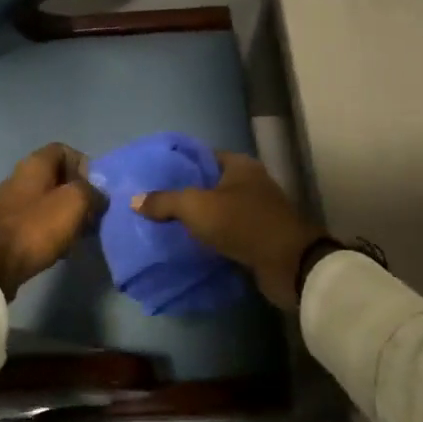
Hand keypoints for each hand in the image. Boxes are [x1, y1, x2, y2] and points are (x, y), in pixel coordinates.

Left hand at [0, 143, 101, 299]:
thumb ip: (92, 192)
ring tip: (80, 233)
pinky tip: (61, 246)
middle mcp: (21, 177)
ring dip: (67, 214)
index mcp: (36, 164)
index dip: (83, 165)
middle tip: (92, 214)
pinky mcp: (8, 226)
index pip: (64, 150)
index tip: (94, 187)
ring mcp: (12, 202)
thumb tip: (98, 195)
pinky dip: (52, 229)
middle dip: (78, 194)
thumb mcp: (75, 202)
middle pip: (57, 177)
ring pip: (48, 200)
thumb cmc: (38, 225)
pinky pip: (37, 220)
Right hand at [132, 152, 324, 310]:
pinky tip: (190, 245)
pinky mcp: (260, 237)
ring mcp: (258, 211)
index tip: (154, 176)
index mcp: (239, 165)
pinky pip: (228, 233)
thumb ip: (164, 201)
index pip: (203, 157)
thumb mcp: (196, 207)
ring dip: (198, 219)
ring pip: (219, 210)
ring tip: (166, 226)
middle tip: (155, 203)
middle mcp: (251, 183)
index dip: (179, 165)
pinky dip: (211, 238)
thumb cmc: (242, 223)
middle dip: (185, 194)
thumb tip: (135, 200)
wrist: (288, 264)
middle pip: (210, 184)